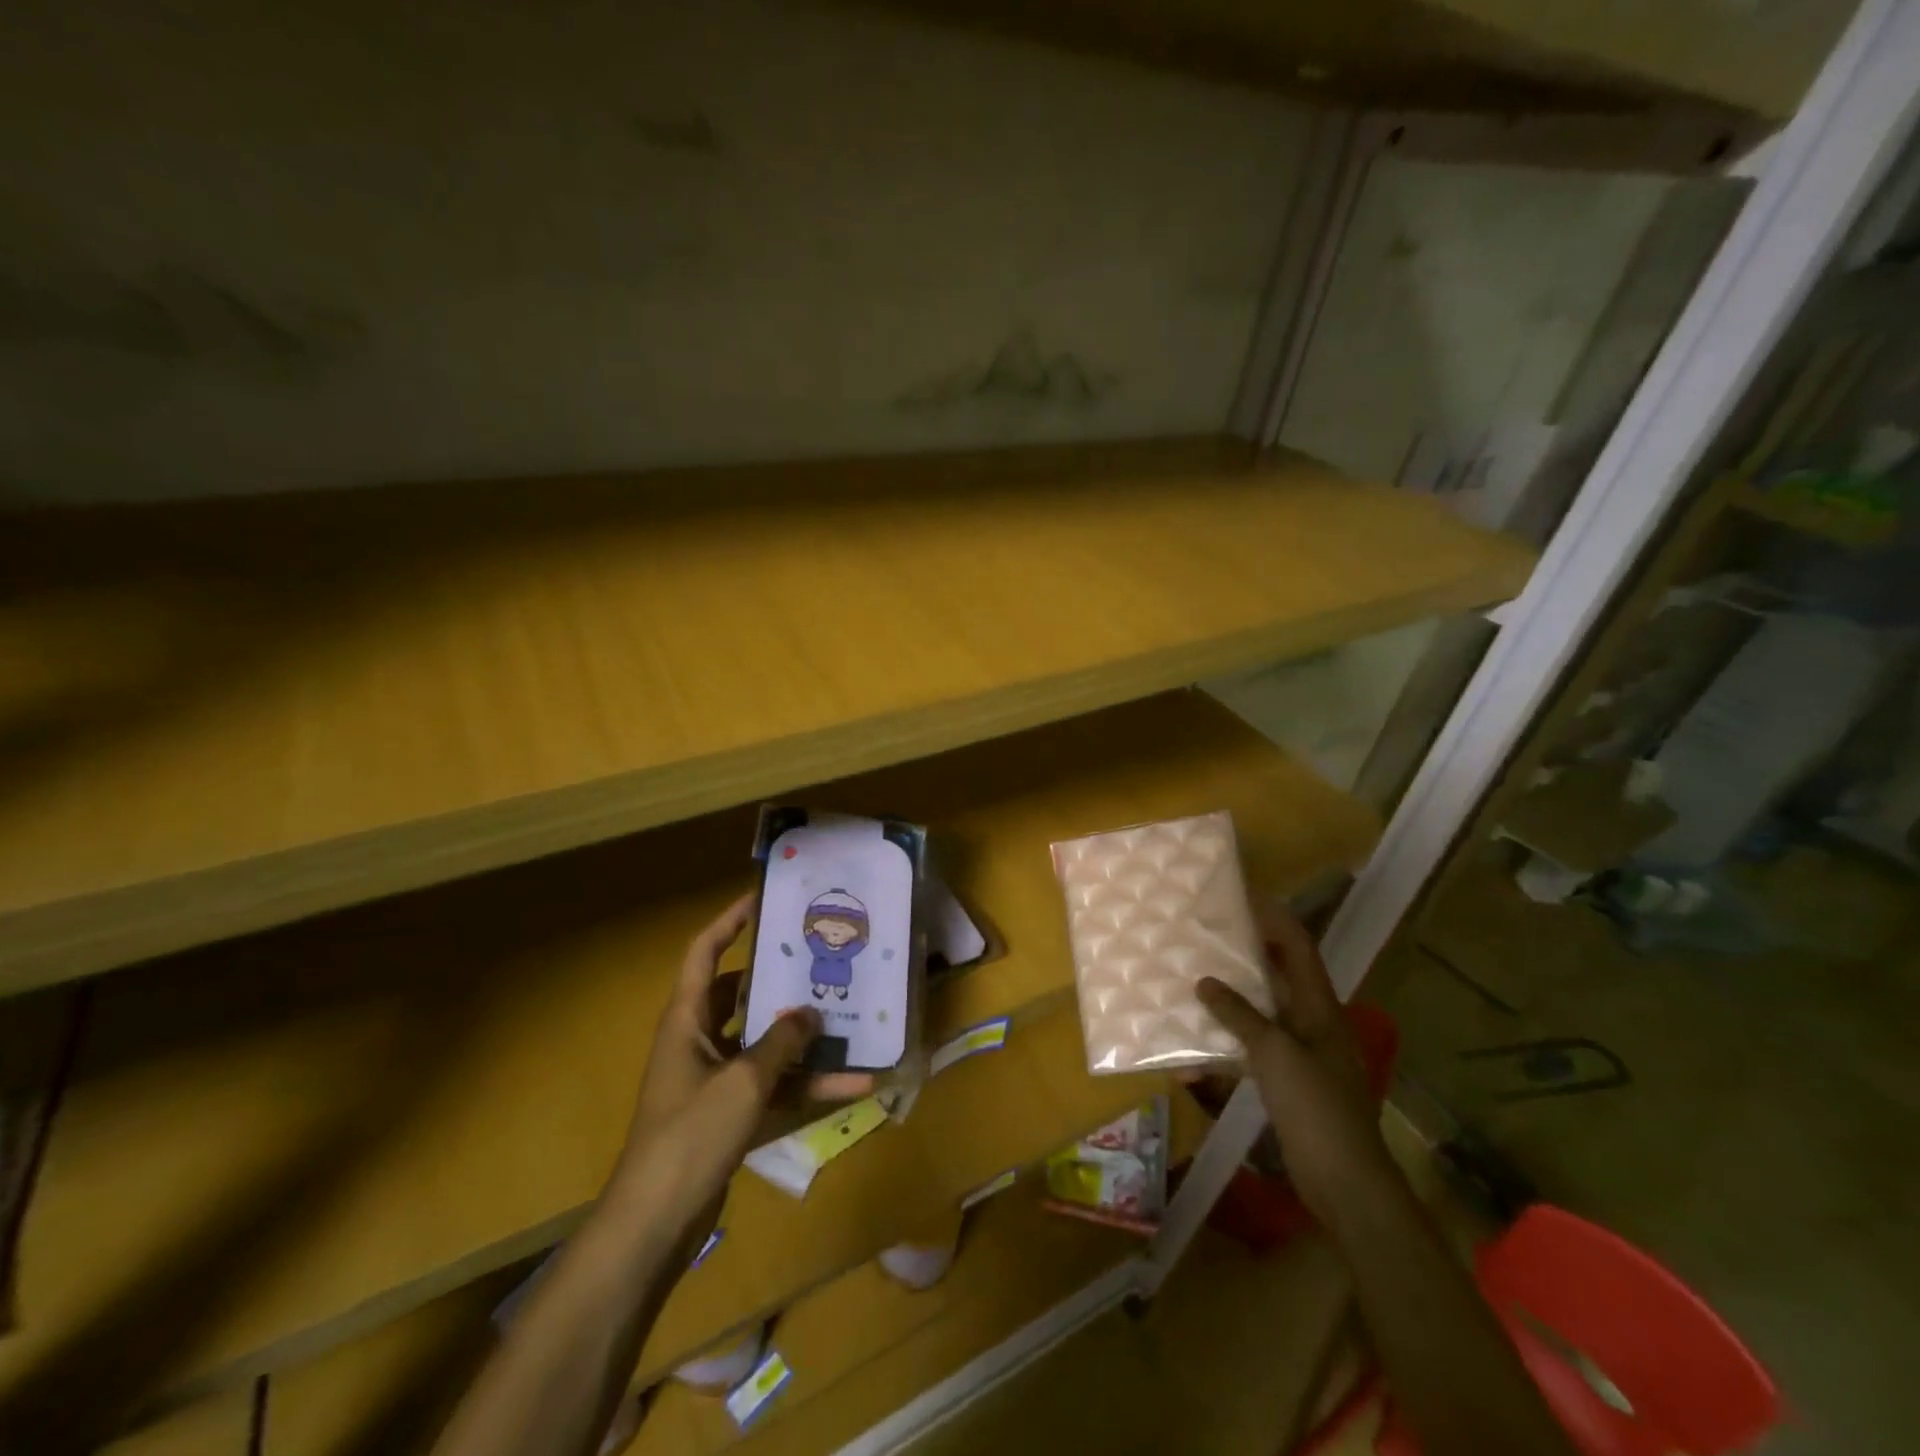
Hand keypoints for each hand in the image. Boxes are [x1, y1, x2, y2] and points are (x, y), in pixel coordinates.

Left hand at [614, 893, 869, 1248]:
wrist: (656, 1225)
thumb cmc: (690, 1135)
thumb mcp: (742, 1081)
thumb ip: (781, 1043)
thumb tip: (812, 1014)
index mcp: (687, 1020)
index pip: (704, 953)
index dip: (729, 922)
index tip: (762, 899)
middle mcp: (700, 1041)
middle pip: (742, 996)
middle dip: (781, 981)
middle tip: (822, 960)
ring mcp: (716, 1080)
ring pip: (766, 1045)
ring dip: (805, 1040)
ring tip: (851, 1020)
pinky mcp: (731, 1115)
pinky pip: (775, 1087)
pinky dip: (808, 1087)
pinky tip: (853, 1085)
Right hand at [1196, 909, 1395, 1225]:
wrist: (1345, 1182)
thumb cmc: (1316, 1107)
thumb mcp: (1274, 1053)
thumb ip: (1239, 1015)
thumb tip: (1205, 982)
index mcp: (1320, 1008)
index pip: (1299, 949)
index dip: (1276, 920)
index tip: (1246, 897)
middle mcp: (1313, 1024)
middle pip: (1278, 979)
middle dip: (1245, 958)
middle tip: (1207, 938)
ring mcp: (1302, 1056)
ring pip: (1262, 1016)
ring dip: (1230, 1003)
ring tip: (1193, 984)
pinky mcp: (1289, 1085)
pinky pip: (1253, 1054)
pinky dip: (1227, 1050)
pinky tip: (1193, 1058)